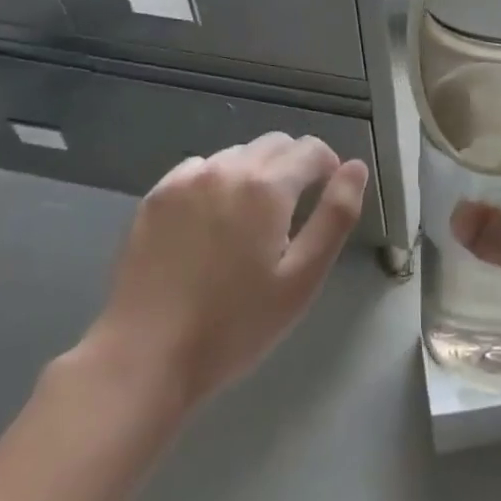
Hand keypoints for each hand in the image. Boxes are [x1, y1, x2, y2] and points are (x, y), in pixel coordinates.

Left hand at [71, 133, 367, 414]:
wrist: (144, 357)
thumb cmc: (234, 325)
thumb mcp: (302, 279)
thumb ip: (336, 216)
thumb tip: (356, 168)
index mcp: (267, 187)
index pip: (311, 149)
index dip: (328, 168)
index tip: (325, 198)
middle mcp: (227, 168)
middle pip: (275, 143)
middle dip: (293, 166)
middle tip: (291, 215)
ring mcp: (186, 179)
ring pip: (237, 155)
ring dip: (254, 173)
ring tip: (249, 222)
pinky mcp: (155, 196)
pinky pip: (199, 169)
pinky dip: (215, 182)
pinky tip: (209, 223)